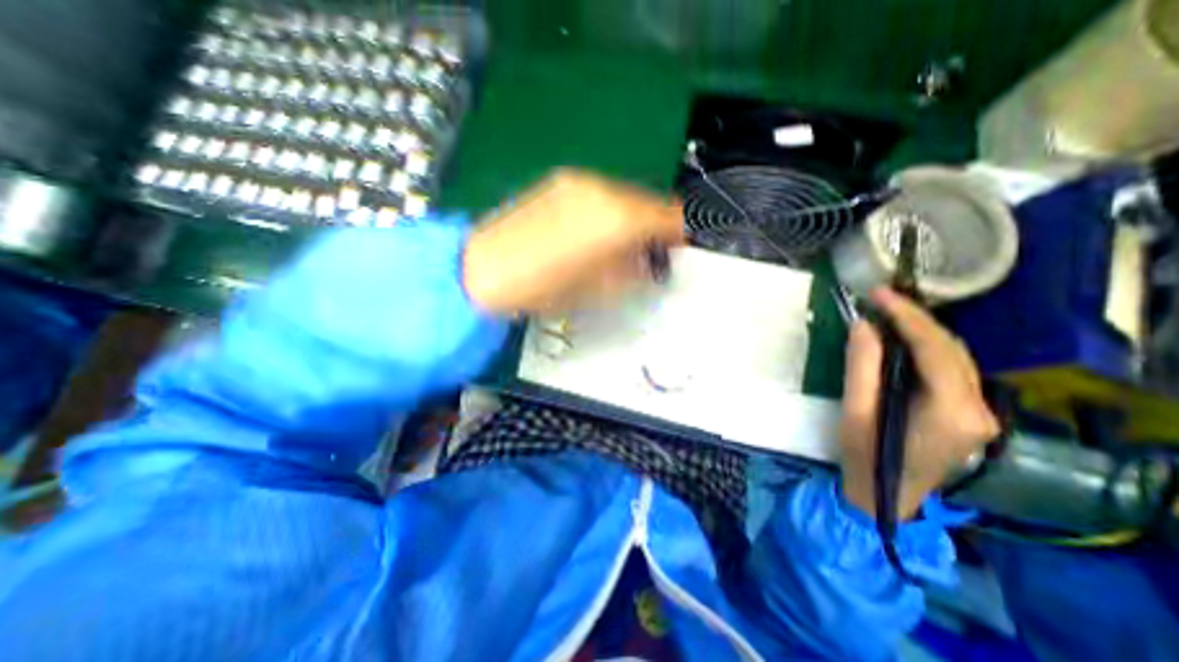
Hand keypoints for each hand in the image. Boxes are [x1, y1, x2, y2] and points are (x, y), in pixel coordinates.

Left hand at [461, 170, 682, 315]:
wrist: (484, 268)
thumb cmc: (546, 288)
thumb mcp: (601, 290)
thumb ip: (635, 270)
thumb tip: (650, 260)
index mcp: (619, 219)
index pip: (669, 215)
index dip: (679, 232)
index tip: (677, 249)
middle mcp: (604, 190)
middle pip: (648, 201)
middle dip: (654, 225)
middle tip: (649, 251)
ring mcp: (579, 182)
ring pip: (624, 195)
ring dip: (631, 217)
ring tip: (618, 243)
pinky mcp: (560, 182)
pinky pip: (600, 193)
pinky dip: (608, 210)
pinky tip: (592, 230)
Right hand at [833, 288, 996, 519]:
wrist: (884, 495)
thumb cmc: (865, 455)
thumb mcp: (855, 410)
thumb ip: (862, 366)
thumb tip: (864, 325)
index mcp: (951, 411)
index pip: (935, 349)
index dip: (907, 316)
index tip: (879, 294)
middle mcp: (979, 409)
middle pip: (951, 349)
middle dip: (915, 319)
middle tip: (880, 299)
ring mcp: (981, 413)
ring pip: (955, 357)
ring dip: (922, 332)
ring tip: (888, 313)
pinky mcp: (971, 414)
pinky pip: (952, 369)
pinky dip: (927, 348)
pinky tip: (903, 340)